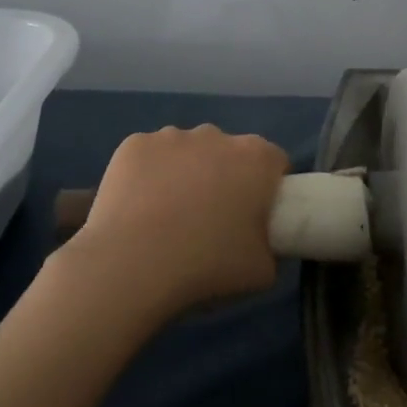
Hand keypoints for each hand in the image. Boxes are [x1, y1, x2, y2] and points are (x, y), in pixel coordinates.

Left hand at [64, 125, 289, 322]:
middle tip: (210, 220)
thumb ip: (271, 247)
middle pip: (228, 153)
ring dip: (186, 173)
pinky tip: (138, 208)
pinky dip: (148, 175)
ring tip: (167, 217)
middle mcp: (217, 135)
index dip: (268, 188)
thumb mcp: (262, 271)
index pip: (274, 163)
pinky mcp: (134, 144)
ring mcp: (172, 136)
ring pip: (187, 151)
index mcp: (256, 158)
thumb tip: (261, 242)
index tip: (255, 216)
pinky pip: (150, 156)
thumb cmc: (207, 265)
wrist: (132, 265)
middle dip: (224, 177)